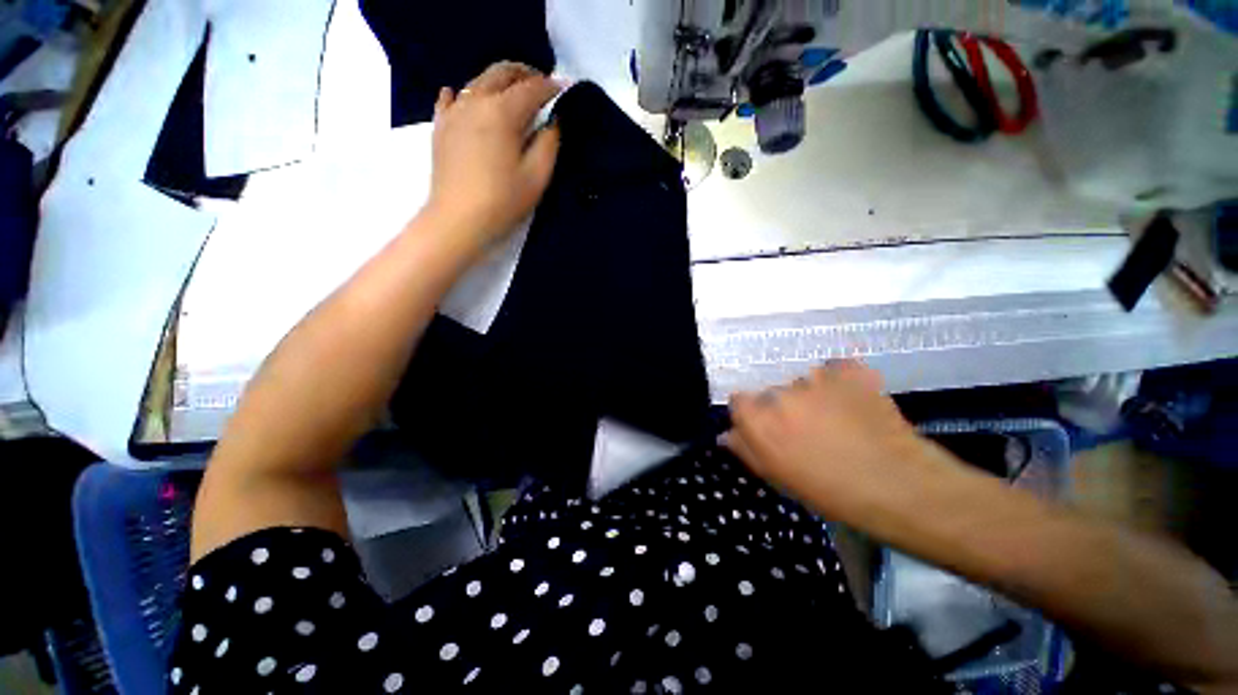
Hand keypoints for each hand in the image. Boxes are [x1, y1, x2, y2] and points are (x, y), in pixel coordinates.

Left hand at [426, 62, 561, 251]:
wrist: (458, 219)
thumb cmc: (503, 201)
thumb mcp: (537, 177)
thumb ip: (548, 144)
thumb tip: (553, 122)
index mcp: (503, 112)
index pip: (532, 89)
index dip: (551, 87)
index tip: (565, 89)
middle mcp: (476, 101)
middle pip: (501, 73)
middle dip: (524, 73)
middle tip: (540, 84)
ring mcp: (454, 112)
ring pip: (477, 81)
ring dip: (499, 81)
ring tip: (513, 93)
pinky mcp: (441, 127)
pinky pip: (451, 99)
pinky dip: (463, 94)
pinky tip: (466, 98)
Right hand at [727, 361, 934, 520]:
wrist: (899, 486)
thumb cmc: (830, 492)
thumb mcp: (778, 477)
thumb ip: (746, 450)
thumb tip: (727, 434)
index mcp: (758, 419)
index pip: (739, 400)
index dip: (752, 415)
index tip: (770, 430)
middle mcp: (780, 392)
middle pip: (772, 392)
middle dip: (784, 408)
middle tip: (808, 431)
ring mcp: (815, 378)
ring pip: (804, 382)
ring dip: (813, 396)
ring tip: (839, 420)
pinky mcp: (848, 371)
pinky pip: (835, 369)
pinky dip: (841, 381)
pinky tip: (855, 402)